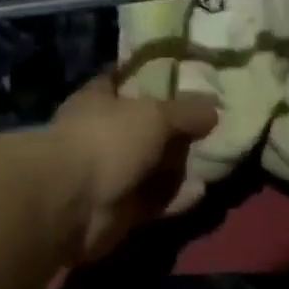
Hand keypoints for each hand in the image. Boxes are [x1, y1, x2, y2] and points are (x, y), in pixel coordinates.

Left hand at [50, 76, 218, 260]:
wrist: (72, 203)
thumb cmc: (108, 140)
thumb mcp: (154, 115)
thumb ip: (186, 112)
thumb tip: (213, 109)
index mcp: (98, 100)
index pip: (124, 81)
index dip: (150, 79)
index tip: (184, 78)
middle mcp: (102, 134)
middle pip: (143, 128)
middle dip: (175, 129)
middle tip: (212, 124)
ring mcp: (109, 173)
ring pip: (151, 167)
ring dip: (178, 167)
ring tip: (216, 159)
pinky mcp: (120, 210)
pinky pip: (154, 199)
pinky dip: (176, 197)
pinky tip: (202, 191)